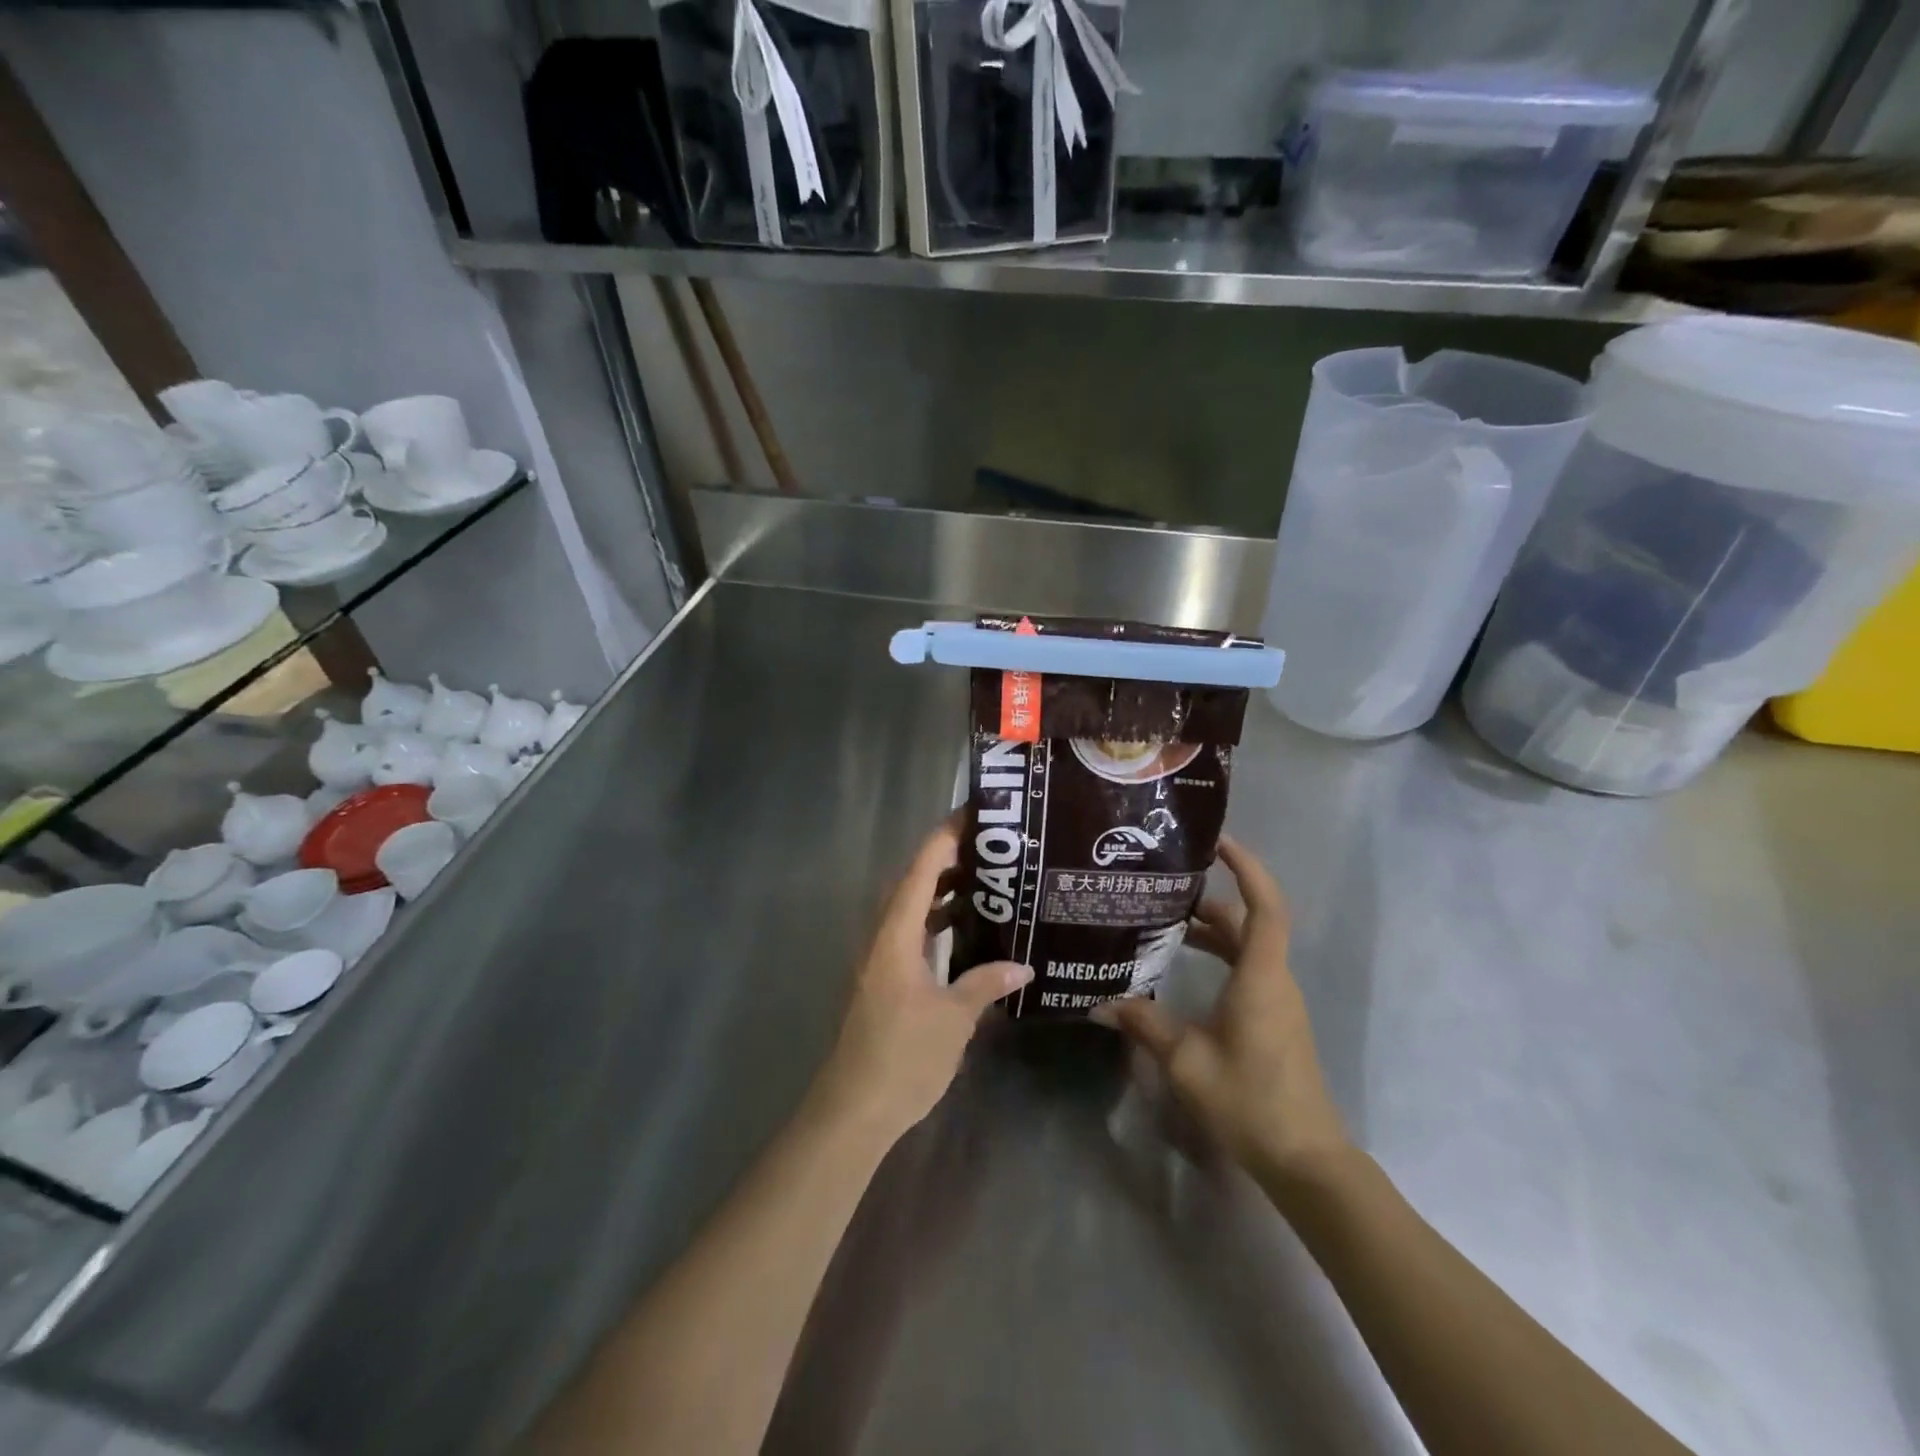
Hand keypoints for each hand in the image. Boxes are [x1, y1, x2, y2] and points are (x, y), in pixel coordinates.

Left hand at [810, 821, 1031, 1143]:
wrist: (854, 1109)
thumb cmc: (903, 1056)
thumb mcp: (954, 1018)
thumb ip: (986, 983)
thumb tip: (1024, 966)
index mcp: (895, 934)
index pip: (921, 870)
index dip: (945, 837)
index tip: (974, 814)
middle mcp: (882, 937)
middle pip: (913, 883)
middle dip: (948, 859)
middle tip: (990, 847)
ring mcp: (879, 959)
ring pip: (911, 909)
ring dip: (941, 892)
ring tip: (984, 881)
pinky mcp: (883, 980)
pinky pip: (910, 934)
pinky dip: (935, 923)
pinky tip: (964, 933)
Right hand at [1092, 836, 1349, 1176]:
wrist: (1306, 1160)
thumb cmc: (1249, 1101)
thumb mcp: (1186, 1062)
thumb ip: (1145, 1025)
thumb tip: (1100, 1003)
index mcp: (1261, 977)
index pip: (1265, 906)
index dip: (1247, 868)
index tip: (1217, 843)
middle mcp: (1274, 980)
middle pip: (1249, 922)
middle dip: (1211, 899)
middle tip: (1166, 885)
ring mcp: (1278, 1001)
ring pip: (1248, 947)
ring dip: (1212, 930)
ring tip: (1166, 922)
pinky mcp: (1274, 1020)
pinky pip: (1248, 969)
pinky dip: (1219, 956)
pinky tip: (1184, 968)